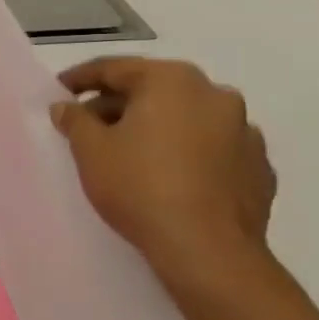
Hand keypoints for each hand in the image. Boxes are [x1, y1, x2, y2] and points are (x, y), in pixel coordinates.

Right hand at [50, 56, 277, 298]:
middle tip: (89, 125)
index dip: (80, 78)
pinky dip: (187, 151)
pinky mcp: (259, 167)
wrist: (208, 251)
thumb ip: (75, 119)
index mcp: (171, 81)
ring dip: (156, 127)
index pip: (115, 68)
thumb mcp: (90, 150)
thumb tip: (67, 106)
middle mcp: (214, 94)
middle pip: (154, 89)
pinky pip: (212, 147)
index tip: (59, 92)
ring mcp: (245, 131)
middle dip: (119, 104)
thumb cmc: (140, 187)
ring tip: (128, 152)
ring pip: (186, 117)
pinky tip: (168, 175)